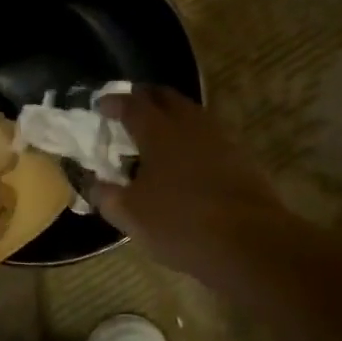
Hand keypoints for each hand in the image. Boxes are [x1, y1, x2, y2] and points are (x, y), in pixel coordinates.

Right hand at [91, 87, 288, 283]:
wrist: (250, 243)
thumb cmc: (180, 224)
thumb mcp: (130, 215)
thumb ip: (105, 195)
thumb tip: (92, 182)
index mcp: (158, 131)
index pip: (131, 104)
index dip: (113, 102)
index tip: (101, 105)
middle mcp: (190, 125)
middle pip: (165, 97)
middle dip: (144, 98)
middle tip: (129, 109)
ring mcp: (220, 138)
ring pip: (190, 114)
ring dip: (171, 116)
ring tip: (156, 134)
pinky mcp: (240, 158)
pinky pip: (208, 136)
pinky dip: (191, 137)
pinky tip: (186, 159)